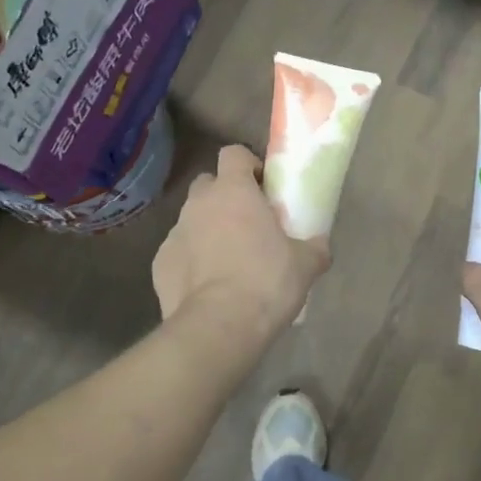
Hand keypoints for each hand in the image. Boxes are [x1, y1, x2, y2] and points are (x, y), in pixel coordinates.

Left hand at [153, 145, 329, 338]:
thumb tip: (321, 247)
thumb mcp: (306, 265)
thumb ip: (314, 248)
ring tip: (228, 260)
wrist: (218, 326)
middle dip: (224, 196)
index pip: (233, 154)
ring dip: (207, 229)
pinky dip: (191, 261)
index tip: (263, 187)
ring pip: (192, 219)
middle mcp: (199, 204)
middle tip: (247, 222)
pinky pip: (179, 252)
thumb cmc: (266, 282)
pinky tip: (208, 286)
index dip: (247, 165)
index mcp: (234, 191)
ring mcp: (175, 233)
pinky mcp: (159, 264)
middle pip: (208, 184)